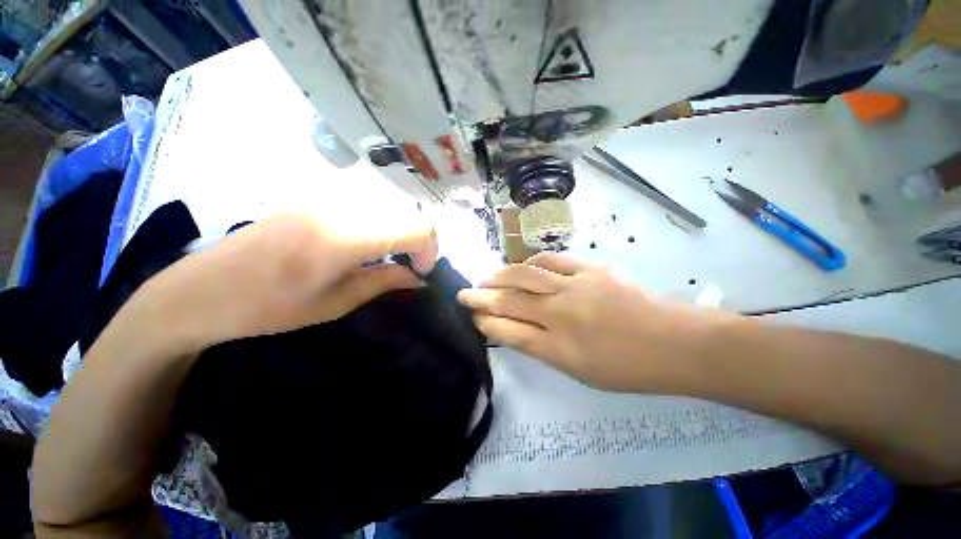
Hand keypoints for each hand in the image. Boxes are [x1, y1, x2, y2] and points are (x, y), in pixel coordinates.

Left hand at [139, 211, 436, 351]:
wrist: (199, 290)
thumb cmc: (267, 308)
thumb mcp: (335, 304)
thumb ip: (384, 282)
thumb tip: (418, 277)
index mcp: (344, 237)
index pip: (416, 228)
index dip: (429, 250)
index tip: (421, 272)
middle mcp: (339, 207)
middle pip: (406, 214)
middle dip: (417, 242)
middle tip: (408, 268)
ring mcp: (324, 197)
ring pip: (388, 208)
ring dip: (399, 233)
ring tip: (387, 259)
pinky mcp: (314, 198)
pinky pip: (365, 206)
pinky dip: (379, 225)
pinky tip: (363, 246)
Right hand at [457, 253, 730, 392]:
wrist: (673, 343)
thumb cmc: (626, 367)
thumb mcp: (578, 371)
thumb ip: (542, 348)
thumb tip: (513, 329)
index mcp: (559, 349)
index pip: (508, 331)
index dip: (485, 321)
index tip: (471, 314)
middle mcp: (562, 316)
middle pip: (510, 301)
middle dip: (481, 296)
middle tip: (465, 292)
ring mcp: (576, 288)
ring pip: (525, 276)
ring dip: (501, 276)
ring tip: (488, 277)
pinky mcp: (591, 269)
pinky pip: (551, 261)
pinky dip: (531, 264)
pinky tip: (523, 267)